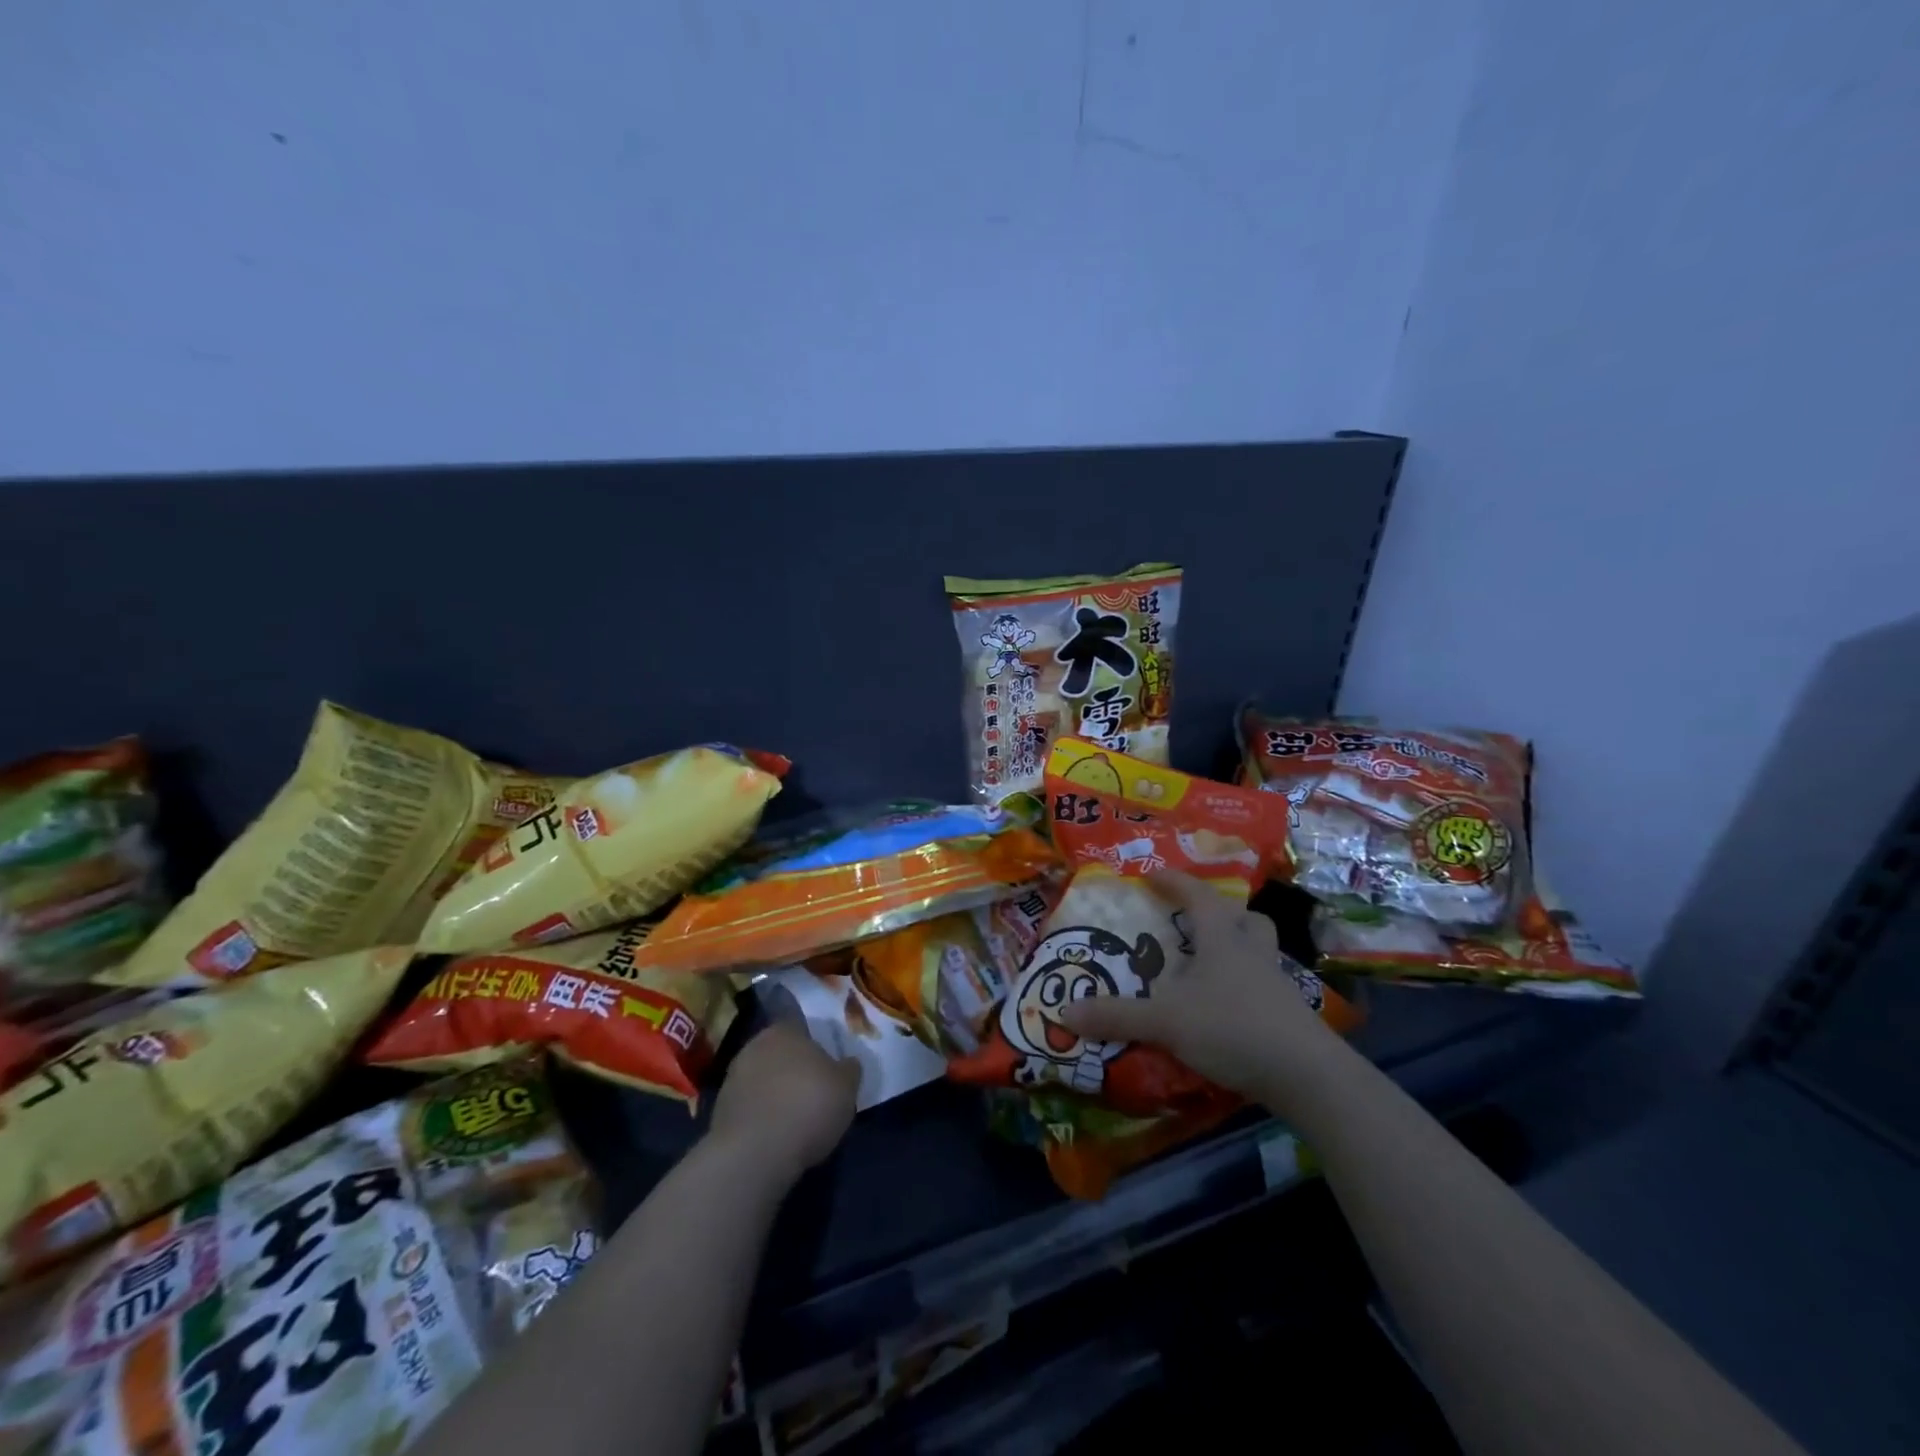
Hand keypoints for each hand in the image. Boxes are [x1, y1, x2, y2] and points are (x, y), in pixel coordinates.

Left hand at [708, 1022, 859, 1185]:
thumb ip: (848, 1069)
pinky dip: (760, 1115)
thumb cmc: (808, 1106)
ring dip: (774, 1091)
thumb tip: (848, 1063)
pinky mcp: (719, 1111)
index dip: (814, 1044)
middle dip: (792, 1067)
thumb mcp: (847, 1087)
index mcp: (785, 1029)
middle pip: (779, 1051)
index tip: (824, 1065)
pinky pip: (748, 1106)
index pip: (800, 1026)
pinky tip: (774, 1134)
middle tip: (812, 1089)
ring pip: (761, 1078)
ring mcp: (732, 1078)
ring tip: (793, 1117)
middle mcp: (754, 1045)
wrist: (755, 1153)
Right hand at [1058, 870, 1343, 1107]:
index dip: (1175, 881)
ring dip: (1238, 948)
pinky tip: (1226, 1009)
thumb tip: (1064, 1012)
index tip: (1152, 874)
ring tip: (1210, 965)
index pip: (1198, 894)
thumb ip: (1116, 1016)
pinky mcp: (1290, 1016)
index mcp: (1222, 939)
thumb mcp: (1165, 1021)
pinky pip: (1265, 986)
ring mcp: (1277, 984)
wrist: (1306, 1075)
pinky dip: (1244, 988)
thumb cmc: (1232, 1027)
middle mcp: (1252, 953)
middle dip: (1221, 913)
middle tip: (1194, 923)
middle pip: (1245, 917)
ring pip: (1260, 950)